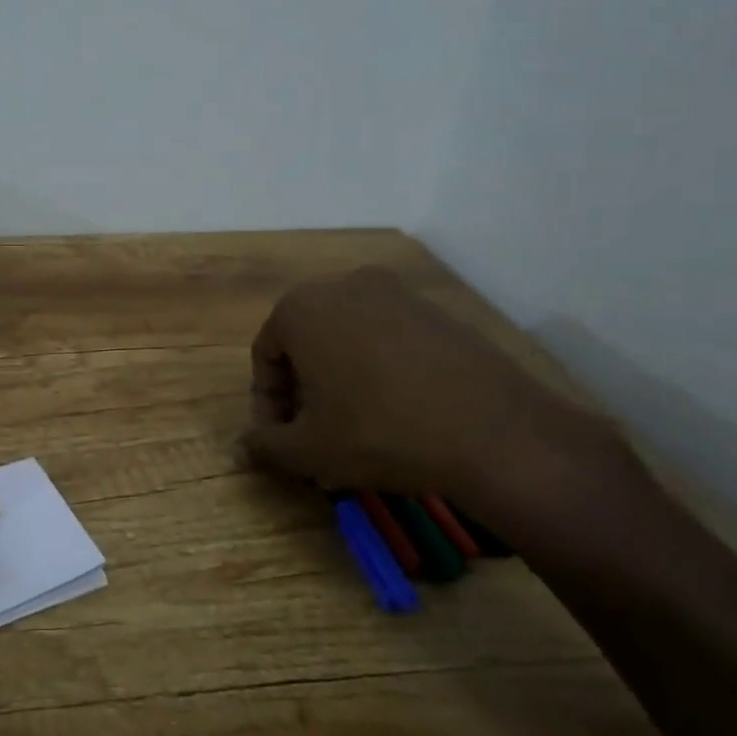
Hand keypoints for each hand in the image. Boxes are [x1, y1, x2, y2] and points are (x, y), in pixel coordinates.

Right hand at [245, 267, 615, 531]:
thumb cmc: (378, 433)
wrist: (494, 432)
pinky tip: (398, 409)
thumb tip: (242, 446)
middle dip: (302, 387)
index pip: (265, 355)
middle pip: (304, 340)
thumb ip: (265, 445)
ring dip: (339, 377)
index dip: (266, 403)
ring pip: (346, 337)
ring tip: (354, 424)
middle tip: (312, 431)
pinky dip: (379, 368)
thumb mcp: (308, 450)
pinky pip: (389, 338)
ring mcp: (395, 293)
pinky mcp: (436, 310)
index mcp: (300, 307)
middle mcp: (343, 285)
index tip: (281, 440)